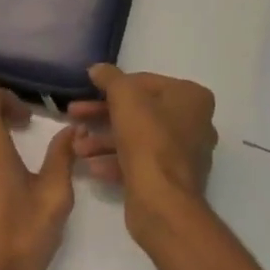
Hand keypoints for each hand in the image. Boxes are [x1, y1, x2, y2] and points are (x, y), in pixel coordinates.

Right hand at [68, 64, 217, 246]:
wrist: (162, 201)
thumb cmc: (147, 139)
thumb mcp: (124, 97)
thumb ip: (110, 78)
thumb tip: (98, 69)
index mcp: (192, 97)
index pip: (146, 82)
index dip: (113, 86)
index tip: (88, 92)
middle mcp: (195, 123)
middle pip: (140, 111)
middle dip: (103, 114)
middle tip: (74, 115)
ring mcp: (185, 153)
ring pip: (138, 138)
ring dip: (105, 140)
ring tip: (78, 147)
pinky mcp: (172, 179)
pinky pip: (141, 162)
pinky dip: (116, 161)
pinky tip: (92, 166)